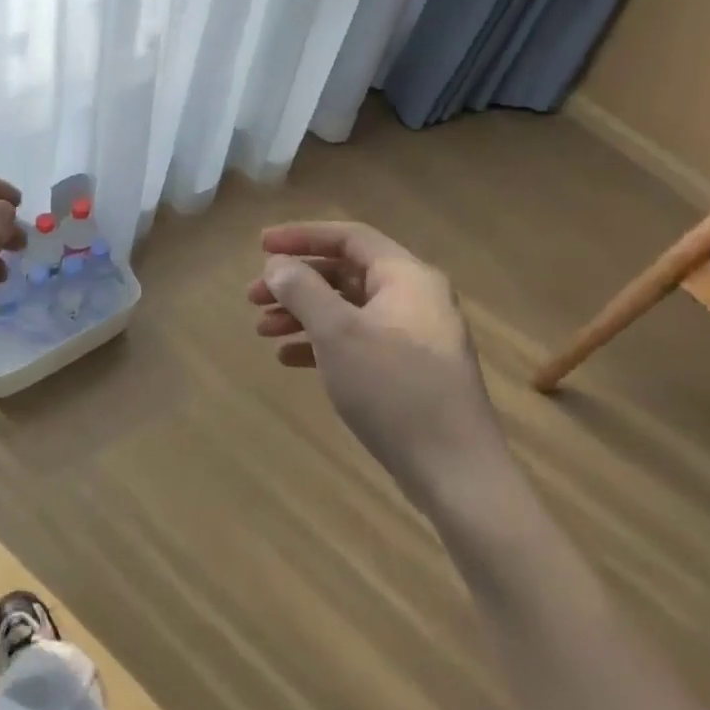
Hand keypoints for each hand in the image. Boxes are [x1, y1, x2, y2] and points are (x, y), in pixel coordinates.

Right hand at [248, 222, 508, 502]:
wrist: (456, 474)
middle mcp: (414, 298)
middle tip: (252, 296)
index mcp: (406, 277)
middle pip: (344, 273)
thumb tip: (277, 265)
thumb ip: (303, 290)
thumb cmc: (394, 389)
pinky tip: (289, 359)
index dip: (301, 236)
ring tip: (263, 330)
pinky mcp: (408, 370)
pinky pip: (357, 340)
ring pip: (347, 308)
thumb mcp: (338, 333)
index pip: (348, 237)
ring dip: (302, 313)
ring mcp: (413, 336)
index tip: (261, 246)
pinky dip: (322, 343)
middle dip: (295, 282)